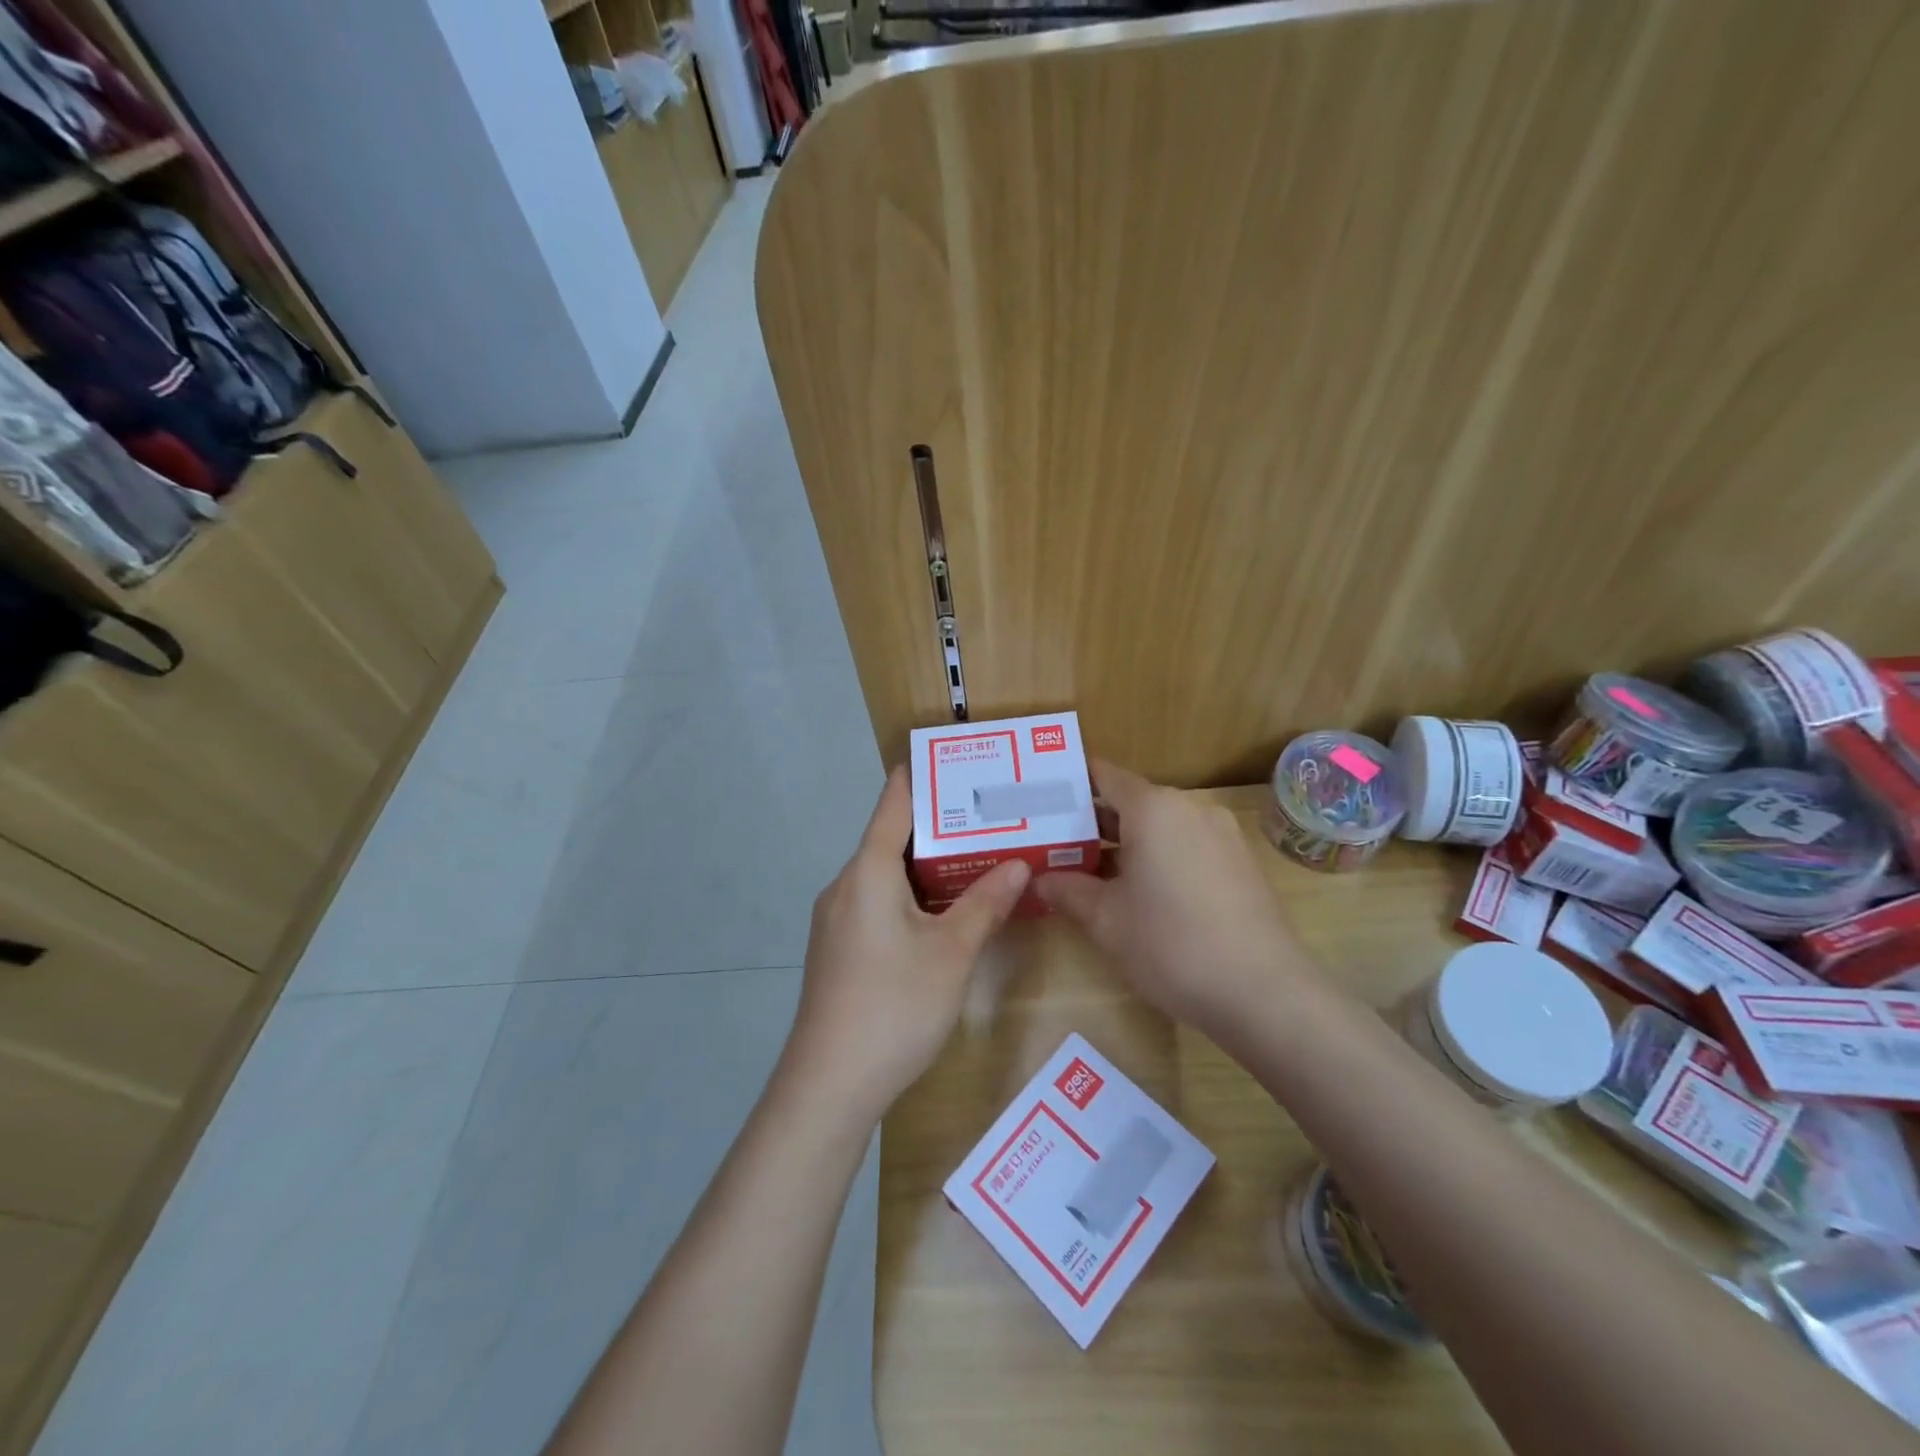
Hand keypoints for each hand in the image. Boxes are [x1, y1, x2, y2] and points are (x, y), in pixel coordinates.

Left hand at [785, 767, 1029, 1121]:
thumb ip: (986, 903)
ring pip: (887, 875)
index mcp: (867, 871)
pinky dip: (913, 896)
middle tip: (991, 816)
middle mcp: (846, 885)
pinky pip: (878, 903)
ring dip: (930, 866)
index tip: (962, 762)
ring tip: (979, 858)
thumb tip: (1020, 863)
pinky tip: (946, 913)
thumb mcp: (952, 953)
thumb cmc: (894, 1006)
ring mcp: (837, 919)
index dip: (925, 776)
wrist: (829, 1086)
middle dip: (942, 826)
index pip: (894, 801)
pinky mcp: (839, 949)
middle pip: (892, 837)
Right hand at [1037, 760, 1309, 1034]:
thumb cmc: (1171, 944)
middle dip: (1092, 822)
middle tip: (1054, 843)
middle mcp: (1190, 808)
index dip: (1069, 784)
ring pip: (1160, 827)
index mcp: (1154, 808)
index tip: (1041, 801)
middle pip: (1131, 801)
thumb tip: (1040, 879)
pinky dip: (1159, 859)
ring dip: (1125, 844)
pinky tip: (1141, 895)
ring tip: (1090, 873)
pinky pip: (1187, 846)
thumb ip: (1067, 890)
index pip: (1103, 775)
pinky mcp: (1241, 864)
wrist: (1264, 993)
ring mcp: (1222, 835)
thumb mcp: (1106, 920)